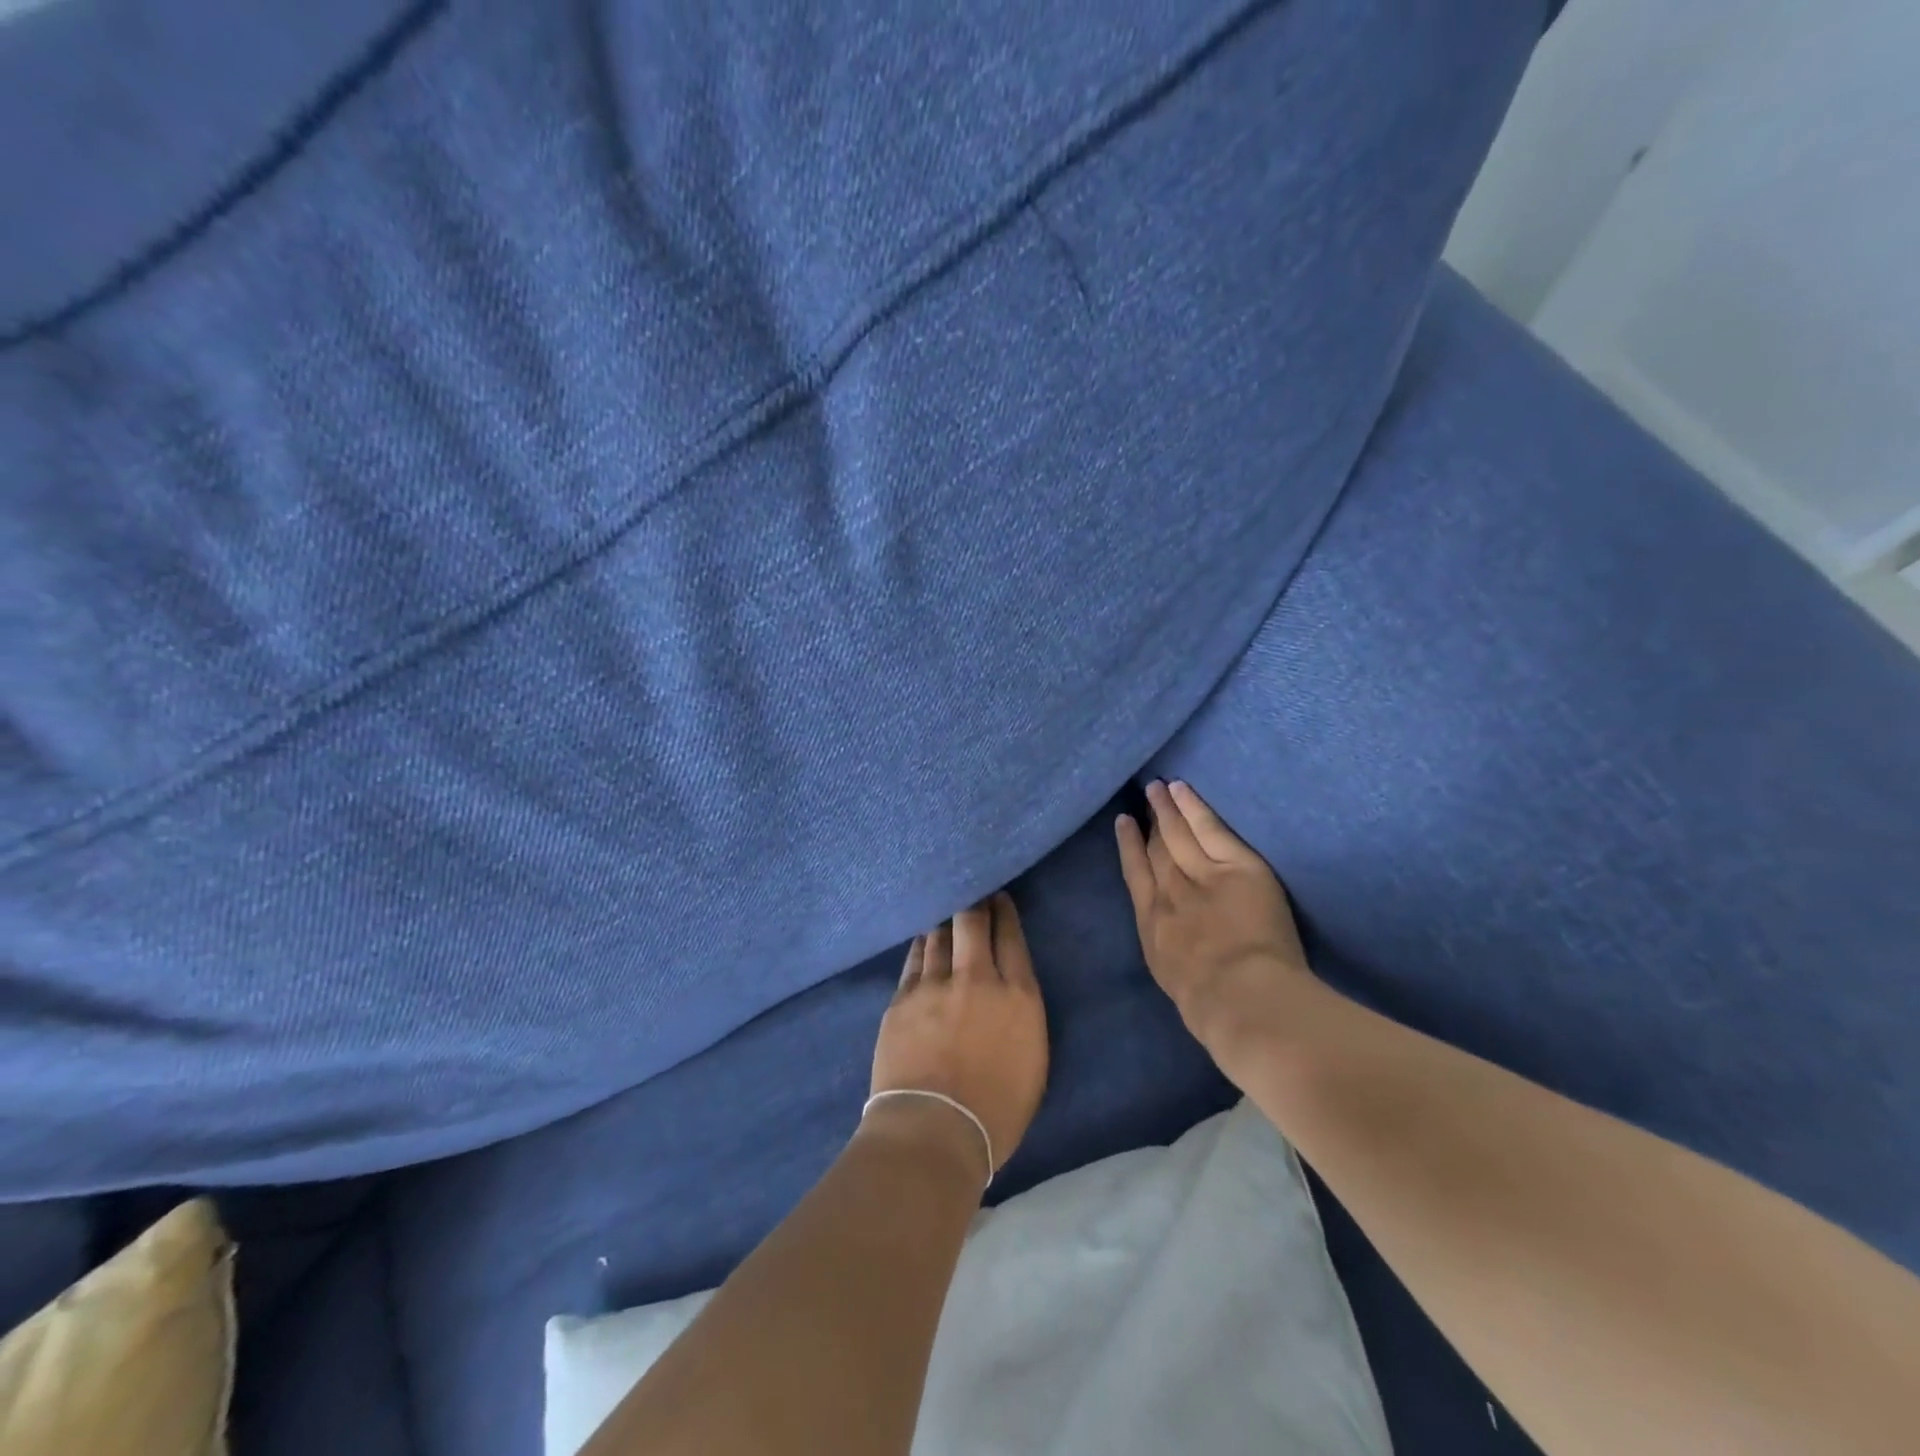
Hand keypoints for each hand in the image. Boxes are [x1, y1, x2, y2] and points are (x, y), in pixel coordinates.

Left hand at [868, 893, 1048, 1184]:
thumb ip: (1022, 1018)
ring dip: (945, 921)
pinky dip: (922, 945)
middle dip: (974, 903)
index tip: (999, 898)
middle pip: (973, 922)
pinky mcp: (903, 998)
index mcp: (1018, 996)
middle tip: (972, 893)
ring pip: (939, 935)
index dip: (1004, 912)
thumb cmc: (996, 1113)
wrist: (933, 1131)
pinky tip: (923, 939)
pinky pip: (914, 959)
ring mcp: (935, 985)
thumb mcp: (1032, 1063)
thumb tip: (1009, 995)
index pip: (1011, 937)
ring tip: (946, 912)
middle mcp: (978, 978)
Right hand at [1116, 780, 1317, 1076]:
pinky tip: (1182, 791)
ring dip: (1166, 809)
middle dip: (1148, 824)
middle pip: (1155, 851)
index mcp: (1153, 927)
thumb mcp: (1178, 985)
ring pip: (1178, 835)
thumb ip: (1176, 958)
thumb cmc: (1212, 1009)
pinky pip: (1210, 830)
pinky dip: (1193, 809)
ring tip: (1158, 788)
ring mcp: (1200, 876)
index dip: (1129, 848)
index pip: (1137, 878)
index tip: (1125, 825)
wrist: (1240, 997)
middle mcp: (1168, 894)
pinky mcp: (1234, 867)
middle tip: (1142, 798)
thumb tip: (1179, 952)